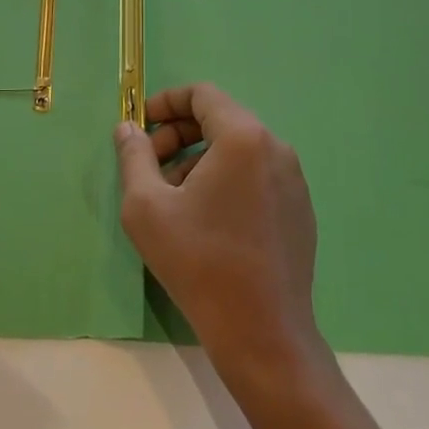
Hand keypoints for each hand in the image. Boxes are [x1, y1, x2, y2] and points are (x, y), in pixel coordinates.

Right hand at [114, 83, 323, 379]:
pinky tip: (206, 219)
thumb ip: (134, 156)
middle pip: (221, 119)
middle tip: (150, 166)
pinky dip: (226, 179)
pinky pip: (257, 175)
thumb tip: (128, 128)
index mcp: (243, 137)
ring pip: (238, 149)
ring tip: (173, 198)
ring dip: (200, 160)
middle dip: (179, 135)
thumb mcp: (147, 207)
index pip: (202, 94)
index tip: (141, 126)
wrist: (263, 333)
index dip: (166, 102)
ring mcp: (293, 179)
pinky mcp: (300, 208)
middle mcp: (275, 147)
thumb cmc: (199, 262)